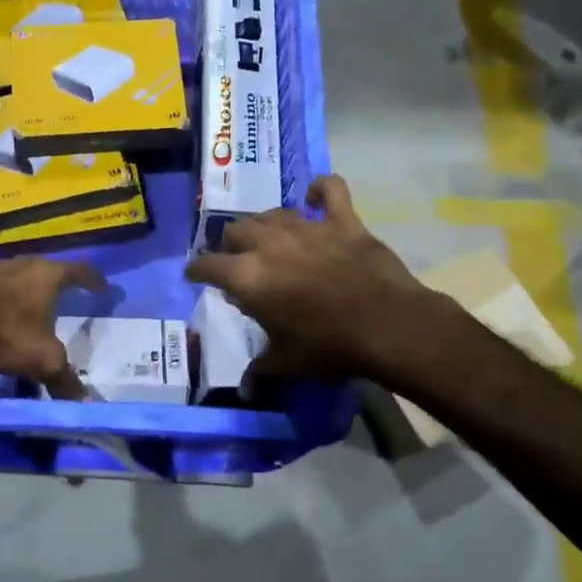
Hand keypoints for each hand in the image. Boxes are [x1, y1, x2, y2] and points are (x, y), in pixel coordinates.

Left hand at [0, 257, 105, 396]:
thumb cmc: (8, 333)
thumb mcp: (43, 360)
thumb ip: (65, 379)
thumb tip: (84, 402)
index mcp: (48, 275)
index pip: (79, 271)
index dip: (93, 280)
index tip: (103, 288)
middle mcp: (24, 264)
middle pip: (48, 268)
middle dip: (60, 281)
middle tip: (69, 293)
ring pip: (21, 276)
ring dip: (30, 288)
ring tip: (36, 304)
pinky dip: (7, 298)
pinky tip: (5, 313)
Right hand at [186, 174, 428, 379]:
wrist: (387, 326)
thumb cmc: (329, 346)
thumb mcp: (287, 362)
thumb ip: (260, 370)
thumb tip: (244, 390)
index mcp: (248, 276)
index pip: (208, 264)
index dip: (197, 269)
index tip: (194, 273)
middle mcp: (269, 243)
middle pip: (236, 230)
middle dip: (231, 245)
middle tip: (239, 261)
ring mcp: (307, 226)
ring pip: (273, 213)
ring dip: (265, 224)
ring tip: (269, 238)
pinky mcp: (342, 220)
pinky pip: (329, 190)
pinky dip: (320, 190)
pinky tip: (314, 198)